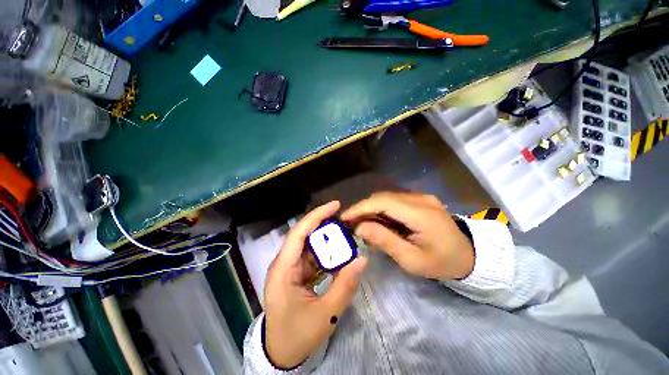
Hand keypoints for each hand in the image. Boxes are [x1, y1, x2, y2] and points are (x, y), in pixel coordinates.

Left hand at [264, 201, 366, 368]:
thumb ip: (345, 285)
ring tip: (345, 236)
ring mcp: (289, 268)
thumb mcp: (325, 313)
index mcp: (283, 269)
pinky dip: (326, 253)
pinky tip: (338, 254)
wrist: (281, 354)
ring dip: (327, 240)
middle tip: (345, 221)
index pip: (299, 233)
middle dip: (324, 226)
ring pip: (310, 245)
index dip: (316, 216)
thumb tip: (362, 260)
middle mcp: (284, 263)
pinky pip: (312, 256)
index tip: (335, 205)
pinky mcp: (296, 273)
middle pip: (304, 235)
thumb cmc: (297, 335)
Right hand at [341, 192, 473, 280]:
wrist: (469, 255)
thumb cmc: (441, 263)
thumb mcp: (411, 260)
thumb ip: (384, 240)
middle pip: (382, 197)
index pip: (383, 202)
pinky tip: (377, 220)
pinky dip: (381, 209)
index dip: (361, 208)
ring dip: (371, 209)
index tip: (344, 217)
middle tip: (350, 223)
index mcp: (421, 214)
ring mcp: (421, 197)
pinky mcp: (420, 199)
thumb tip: (359, 227)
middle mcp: (420, 199)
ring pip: (386, 197)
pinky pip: (394, 200)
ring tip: (361, 223)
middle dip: (363, 209)